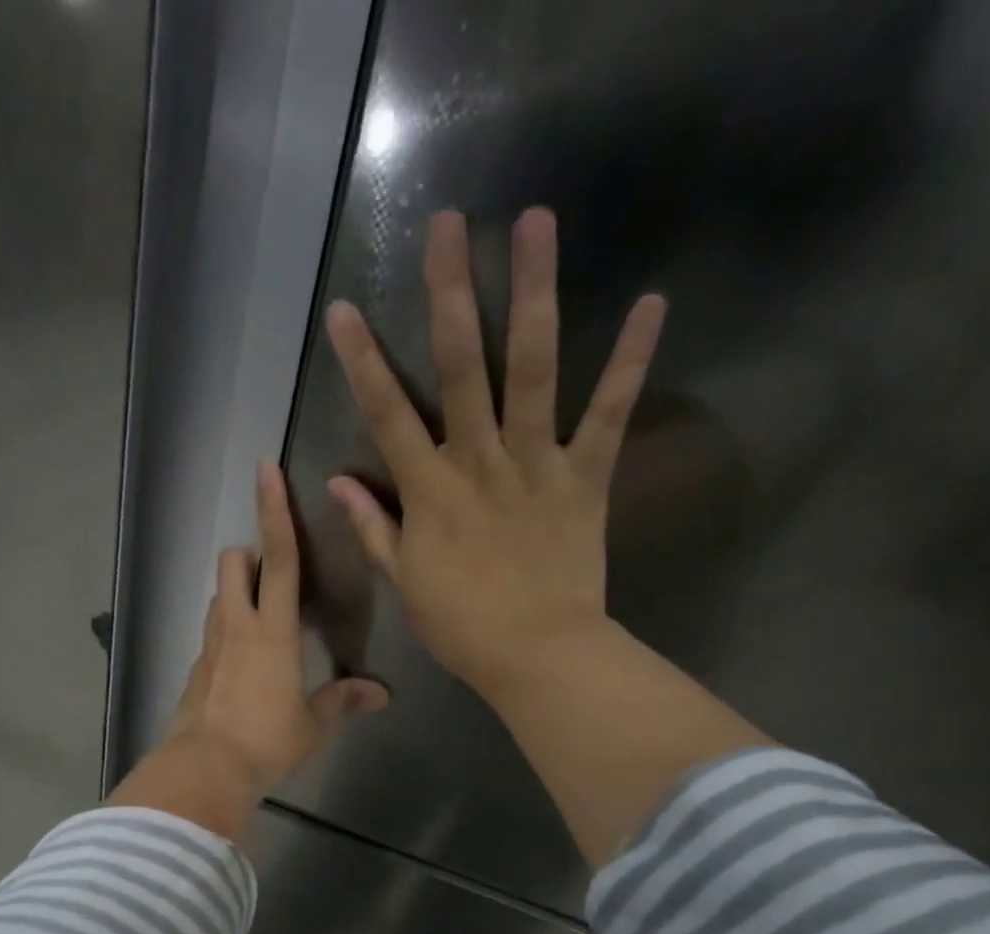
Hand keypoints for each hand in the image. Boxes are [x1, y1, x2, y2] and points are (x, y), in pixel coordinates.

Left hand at [108, 462, 387, 842]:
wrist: (204, 769)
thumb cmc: (266, 741)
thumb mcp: (312, 724)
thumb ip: (343, 701)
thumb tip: (380, 694)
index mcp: (272, 631)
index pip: (279, 558)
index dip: (275, 511)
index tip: (266, 470)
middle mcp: (236, 626)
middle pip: (234, 563)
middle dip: (250, 552)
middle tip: (271, 571)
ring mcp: (209, 647)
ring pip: (218, 596)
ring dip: (237, 592)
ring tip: (262, 618)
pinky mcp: (194, 670)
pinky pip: (211, 634)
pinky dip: (226, 632)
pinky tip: (242, 664)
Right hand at [324, 208, 666, 701]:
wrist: (536, 655)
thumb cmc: (460, 625)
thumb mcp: (404, 580)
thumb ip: (373, 526)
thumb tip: (339, 482)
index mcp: (429, 490)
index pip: (386, 415)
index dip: (362, 362)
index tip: (344, 310)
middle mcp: (479, 460)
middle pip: (461, 367)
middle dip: (450, 293)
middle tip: (448, 224)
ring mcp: (536, 463)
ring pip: (533, 369)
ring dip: (534, 293)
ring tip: (536, 222)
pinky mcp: (587, 476)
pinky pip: (609, 414)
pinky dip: (630, 362)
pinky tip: (651, 303)